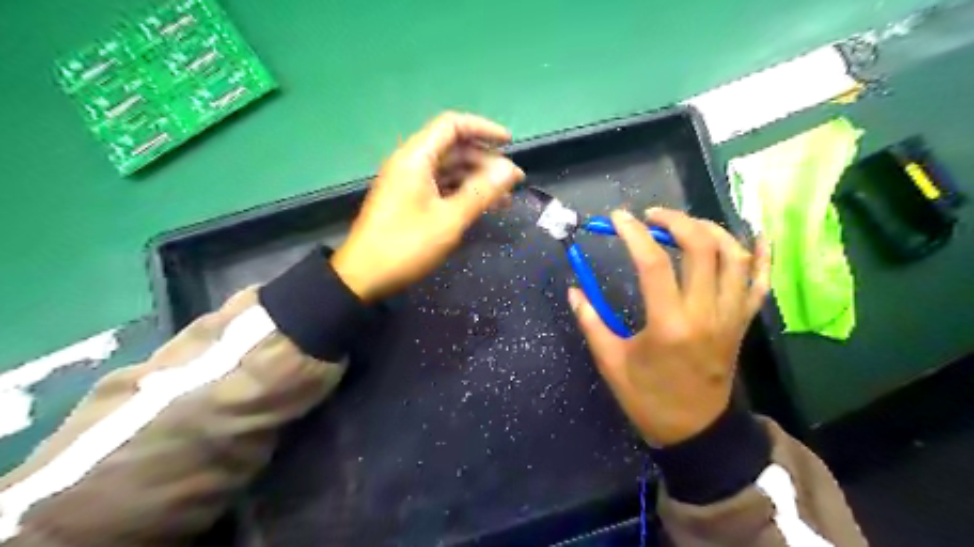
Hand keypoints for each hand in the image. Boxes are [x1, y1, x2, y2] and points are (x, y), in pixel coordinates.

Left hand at [332, 113, 520, 301]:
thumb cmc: (406, 245)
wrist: (364, 276)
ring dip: (476, 179)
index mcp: (416, 157)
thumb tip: (511, 170)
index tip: (510, 143)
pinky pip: (440, 186)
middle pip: (453, 148)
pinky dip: (462, 192)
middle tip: (513, 181)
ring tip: (504, 198)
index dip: (483, 129)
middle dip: (485, 161)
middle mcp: (411, 163)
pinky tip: (481, 207)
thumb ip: (481, 192)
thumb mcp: (449, 220)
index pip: (452, 125)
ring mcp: (408, 182)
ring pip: (449, 169)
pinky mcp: (408, 200)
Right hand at [573, 208, 768, 446]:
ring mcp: (730, 316)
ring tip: (684, 224)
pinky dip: (761, 256)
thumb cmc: (648, 398)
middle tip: (651, 216)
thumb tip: (573, 290)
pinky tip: (756, 234)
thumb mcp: (611, 362)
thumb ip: (591, 322)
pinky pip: (760, 283)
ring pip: (735, 257)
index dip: (633, 233)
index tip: (617, 218)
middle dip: (675, 220)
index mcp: (669, 324)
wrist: (695, 431)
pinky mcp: (742, 323)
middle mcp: (706, 313)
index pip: (653, 263)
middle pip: (702, 247)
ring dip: (711, 230)